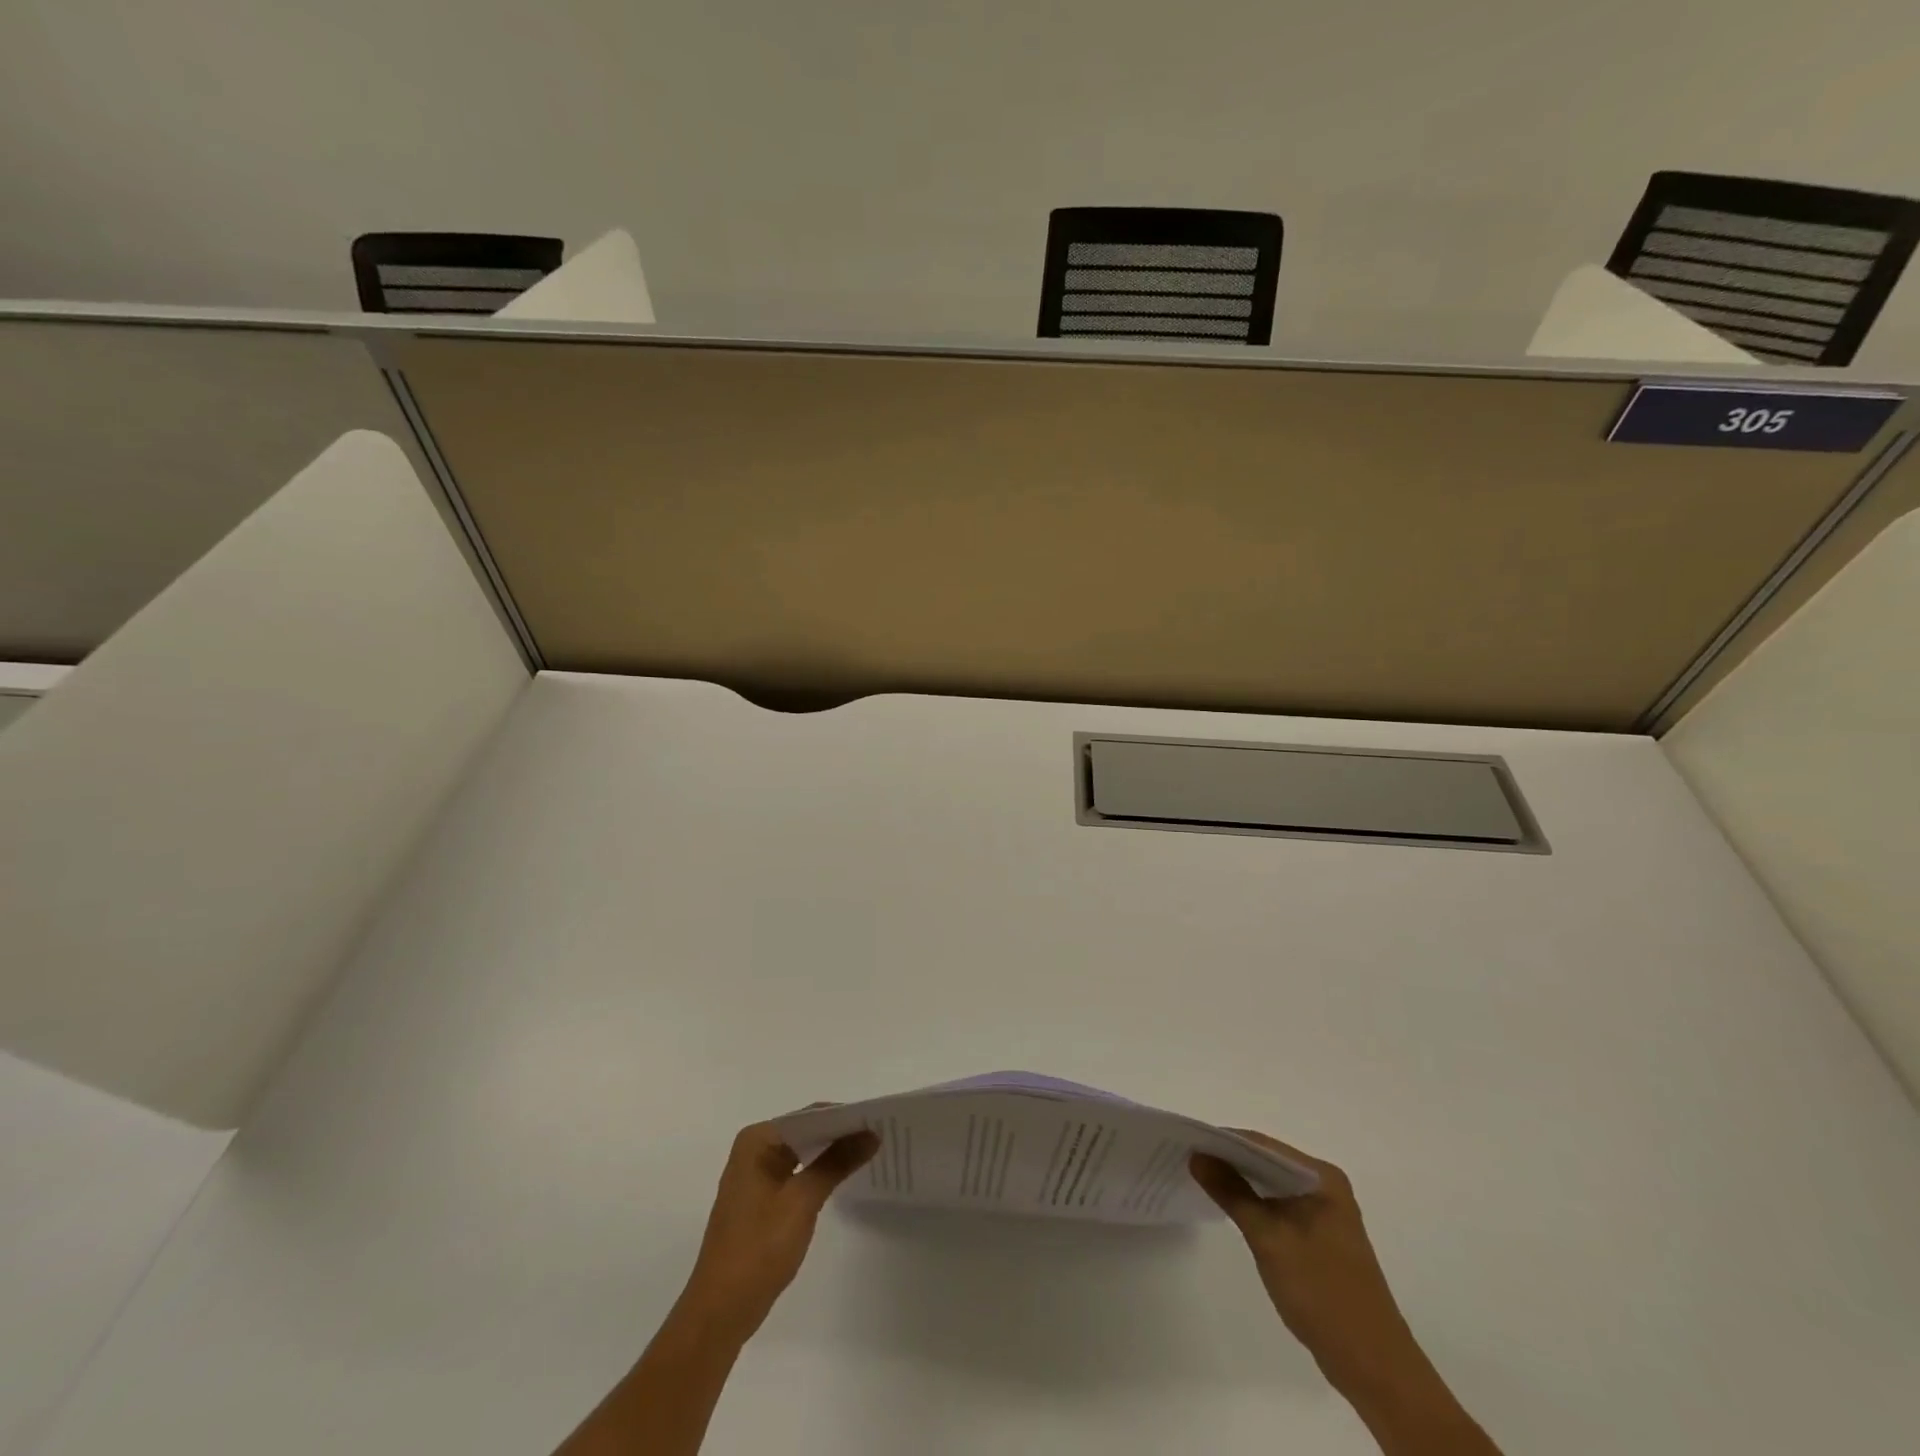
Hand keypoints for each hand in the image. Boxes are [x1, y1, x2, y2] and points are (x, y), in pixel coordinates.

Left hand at [672, 1118, 878, 1344]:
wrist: (720, 1312)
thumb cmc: (758, 1249)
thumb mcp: (802, 1201)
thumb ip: (837, 1162)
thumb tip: (871, 1133)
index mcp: (757, 1140)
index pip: (809, 1116)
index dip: (843, 1117)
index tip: (877, 1120)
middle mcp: (754, 1150)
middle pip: (805, 1131)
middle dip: (839, 1134)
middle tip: (879, 1135)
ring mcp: (756, 1176)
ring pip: (802, 1153)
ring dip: (831, 1154)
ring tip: (869, 1152)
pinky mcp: (761, 1200)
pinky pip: (796, 1173)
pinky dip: (819, 1173)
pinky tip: (843, 1178)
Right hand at [1190, 1132, 1420, 1394]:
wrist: (1372, 1365)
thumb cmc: (1321, 1293)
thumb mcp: (1269, 1238)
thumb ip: (1232, 1192)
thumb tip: (1197, 1156)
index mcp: (1321, 1177)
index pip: (1262, 1144)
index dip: (1223, 1141)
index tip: (1186, 1141)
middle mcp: (1325, 1186)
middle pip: (1267, 1161)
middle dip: (1228, 1159)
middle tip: (1187, 1158)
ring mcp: (1324, 1212)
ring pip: (1272, 1184)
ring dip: (1240, 1181)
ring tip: (1199, 1178)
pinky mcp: (1320, 1236)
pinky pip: (1280, 1205)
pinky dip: (1254, 1203)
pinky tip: (1229, 1208)